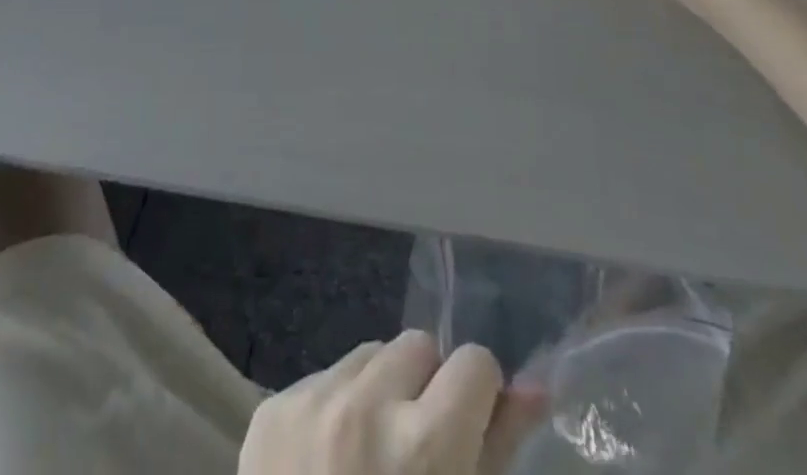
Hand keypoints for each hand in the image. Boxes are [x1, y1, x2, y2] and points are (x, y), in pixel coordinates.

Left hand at [239, 331, 523, 474]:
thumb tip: (535, 385)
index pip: (474, 362)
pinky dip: (333, 407)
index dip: (477, 397)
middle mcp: (366, 406)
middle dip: (425, 386)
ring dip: (378, 391)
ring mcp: (312, 402)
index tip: (468, 429)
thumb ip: (498, 449)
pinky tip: (326, 462)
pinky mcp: (271, 409)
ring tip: (368, 456)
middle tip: (414, 448)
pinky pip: (323, 375)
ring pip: (369, 353)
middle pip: (418, 345)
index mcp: (424, 446)